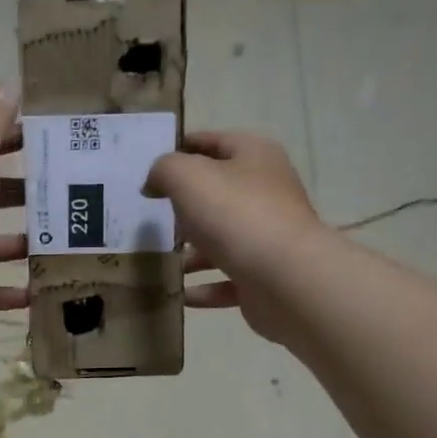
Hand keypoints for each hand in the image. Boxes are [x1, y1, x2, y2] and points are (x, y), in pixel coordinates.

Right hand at [144, 131, 327, 341]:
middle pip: (220, 193)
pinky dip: (205, 287)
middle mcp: (267, 193)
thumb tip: (154, 183)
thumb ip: (164, 170)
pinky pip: (228, 280)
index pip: (215, 142)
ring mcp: (269, 238)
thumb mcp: (187, 177)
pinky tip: (182, 295)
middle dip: (186, 206)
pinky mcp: (266, 278)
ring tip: (163, 260)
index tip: (152, 167)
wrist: (285, 278)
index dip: (183, 148)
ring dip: (194, 253)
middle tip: (152, 217)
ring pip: (224, 240)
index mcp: (255, 157)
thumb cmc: (235, 215)